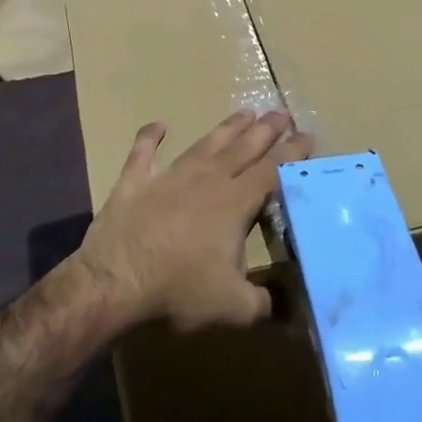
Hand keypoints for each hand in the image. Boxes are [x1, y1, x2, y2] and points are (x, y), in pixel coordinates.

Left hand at [76, 111, 311, 331]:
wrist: (114, 283)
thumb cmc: (179, 292)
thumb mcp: (235, 308)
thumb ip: (267, 303)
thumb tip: (292, 309)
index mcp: (234, 203)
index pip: (272, 171)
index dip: (292, 153)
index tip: (308, 136)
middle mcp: (206, 180)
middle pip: (243, 148)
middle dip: (266, 131)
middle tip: (282, 113)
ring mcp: (168, 177)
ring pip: (205, 144)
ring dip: (226, 128)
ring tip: (245, 113)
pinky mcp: (134, 182)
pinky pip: (143, 153)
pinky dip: (150, 137)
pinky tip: (158, 125)